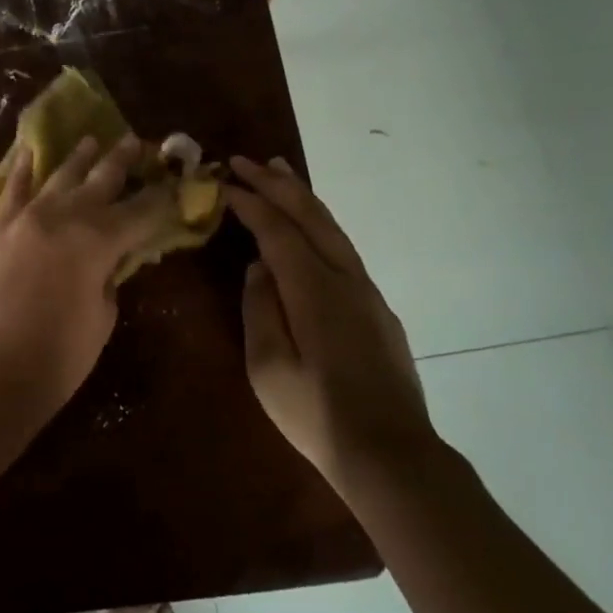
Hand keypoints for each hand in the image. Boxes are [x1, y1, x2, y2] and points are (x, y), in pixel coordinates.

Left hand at [0, 135, 173, 419]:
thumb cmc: (57, 358)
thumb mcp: (101, 318)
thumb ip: (109, 278)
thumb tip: (109, 260)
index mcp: (99, 240)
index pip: (142, 211)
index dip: (162, 198)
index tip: (176, 182)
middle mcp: (64, 216)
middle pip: (101, 180)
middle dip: (122, 161)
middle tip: (137, 141)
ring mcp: (25, 218)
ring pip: (58, 176)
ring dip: (78, 157)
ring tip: (91, 139)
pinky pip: (13, 190)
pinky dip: (22, 169)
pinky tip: (28, 151)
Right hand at [226, 157, 436, 490]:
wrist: (389, 451)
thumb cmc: (316, 414)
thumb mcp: (267, 366)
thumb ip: (260, 309)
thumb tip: (258, 268)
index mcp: (313, 290)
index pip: (277, 231)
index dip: (250, 203)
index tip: (223, 183)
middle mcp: (344, 278)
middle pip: (310, 216)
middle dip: (276, 184)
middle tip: (247, 160)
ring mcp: (366, 292)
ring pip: (333, 229)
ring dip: (303, 197)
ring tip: (280, 173)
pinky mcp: (377, 309)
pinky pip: (343, 249)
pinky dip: (320, 225)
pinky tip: (309, 228)